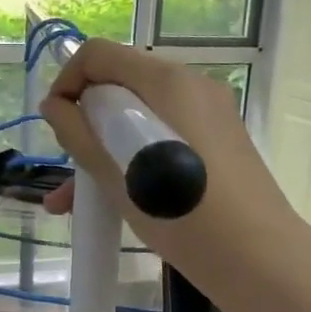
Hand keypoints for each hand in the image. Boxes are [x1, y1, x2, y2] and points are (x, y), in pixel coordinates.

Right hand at [38, 40, 299, 268]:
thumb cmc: (178, 211)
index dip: (66, 82)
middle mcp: (191, 84)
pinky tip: (118, 201)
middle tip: (68, 171)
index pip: (98, 55)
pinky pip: (165, 135)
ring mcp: (211, 112)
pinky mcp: (221, 141)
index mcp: (165, 81)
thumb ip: (77, 132)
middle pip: (121, 86)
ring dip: (105, 149)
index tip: (55, 126)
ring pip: (142, 117)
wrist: (255, 256)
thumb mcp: (115, 173)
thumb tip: (55, 105)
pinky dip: (136, 157)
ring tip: (75, 204)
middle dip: (85, 125)